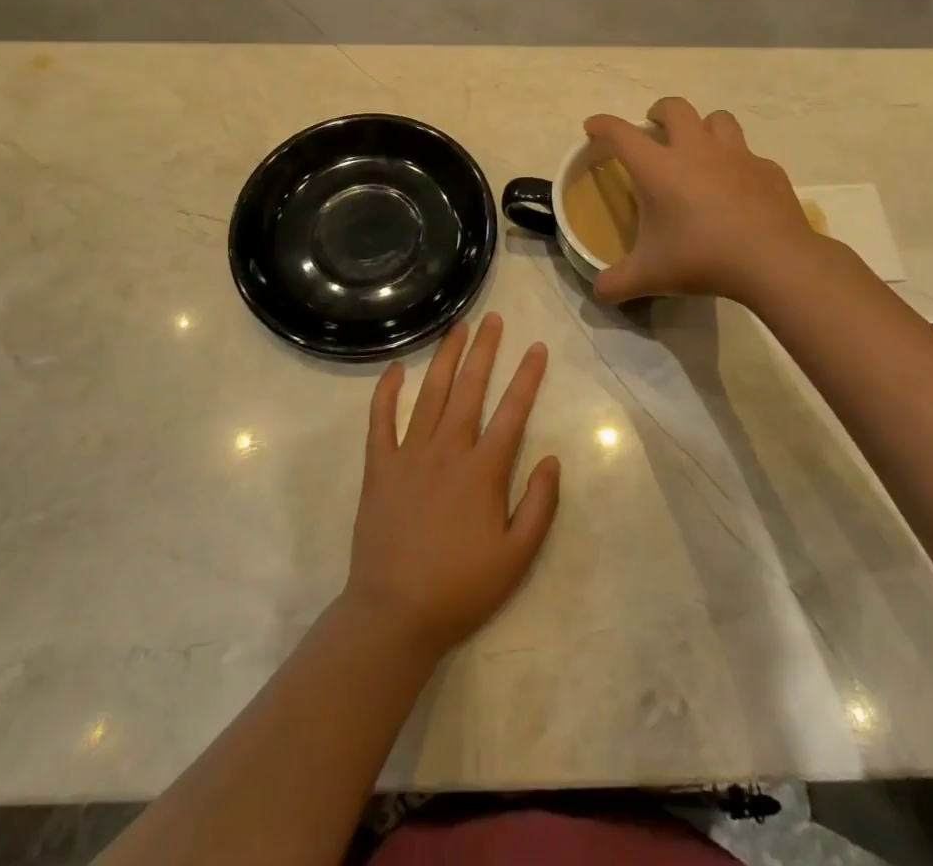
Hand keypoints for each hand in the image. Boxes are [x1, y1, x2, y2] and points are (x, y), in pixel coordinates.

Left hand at [343, 314, 561, 658]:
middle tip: (494, 318)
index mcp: (483, 470)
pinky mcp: (379, 466)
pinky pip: (381, 419)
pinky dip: (387, 391)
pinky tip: (396, 368)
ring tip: (458, 327)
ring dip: (446, 357)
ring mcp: (409, 454)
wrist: (395, 613)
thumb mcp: (517, 557)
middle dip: (485, 350)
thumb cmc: (461, 587)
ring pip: (431, 394)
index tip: (537, 347)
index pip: (512, 411)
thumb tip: (552, 459)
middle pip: (470, 389)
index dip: (527, 377)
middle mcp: (448, 450)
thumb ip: (540, 505)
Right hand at [584, 96, 816, 305]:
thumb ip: (618, 282)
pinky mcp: (767, 170)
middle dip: (659, 111)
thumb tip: (599, 292)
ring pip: (718, 119)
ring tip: (699, 149)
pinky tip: (739, 189)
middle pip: (674, 108)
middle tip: (654, 129)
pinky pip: (749, 155)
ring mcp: (736, 156)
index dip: (602, 125)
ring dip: (704, 127)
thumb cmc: (702, 259)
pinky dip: (739, 164)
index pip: (620, 133)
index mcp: (659, 168)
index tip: (593, 127)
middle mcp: (696, 150)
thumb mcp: (651, 276)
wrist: (773, 260)